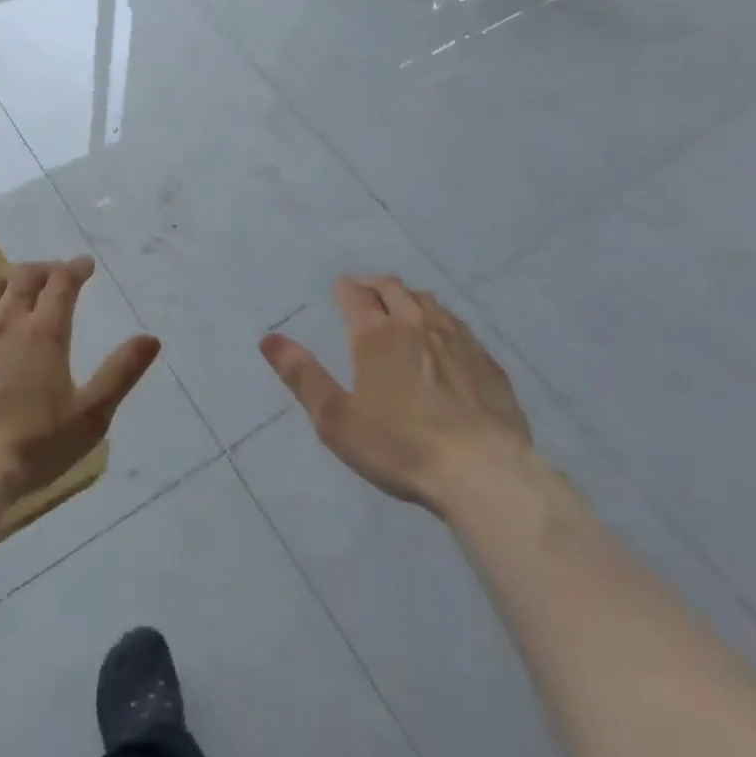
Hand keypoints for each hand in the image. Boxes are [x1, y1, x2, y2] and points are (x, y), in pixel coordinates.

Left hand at [0, 257, 160, 507]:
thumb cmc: (31, 446)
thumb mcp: (90, 416)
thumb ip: (121, 373)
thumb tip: (151, 338)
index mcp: (44, 331)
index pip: (62, 282)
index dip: (75, 269)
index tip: (85, 266)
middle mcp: (4, 320)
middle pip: (24, 276)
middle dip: (43, 269)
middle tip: (54, 274)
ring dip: (5, 277)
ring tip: (13, 285)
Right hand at [259, 274, 530, 512]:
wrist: (483, 471)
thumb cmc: (400, 446)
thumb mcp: (336, 419)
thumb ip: (302, 376)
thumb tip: (269, 338)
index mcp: (376, 334)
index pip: (355, 294)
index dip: (344, 288)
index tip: (339, 287)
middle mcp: (416, 324)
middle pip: (394, 289)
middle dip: (375, 285)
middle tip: (365, 290)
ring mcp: (456, 339)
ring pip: (429, 302)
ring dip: (410, 298)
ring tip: (402, 306)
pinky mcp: (486, 361)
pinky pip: (459, 325)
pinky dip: (442, 320)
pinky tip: (444, 337)